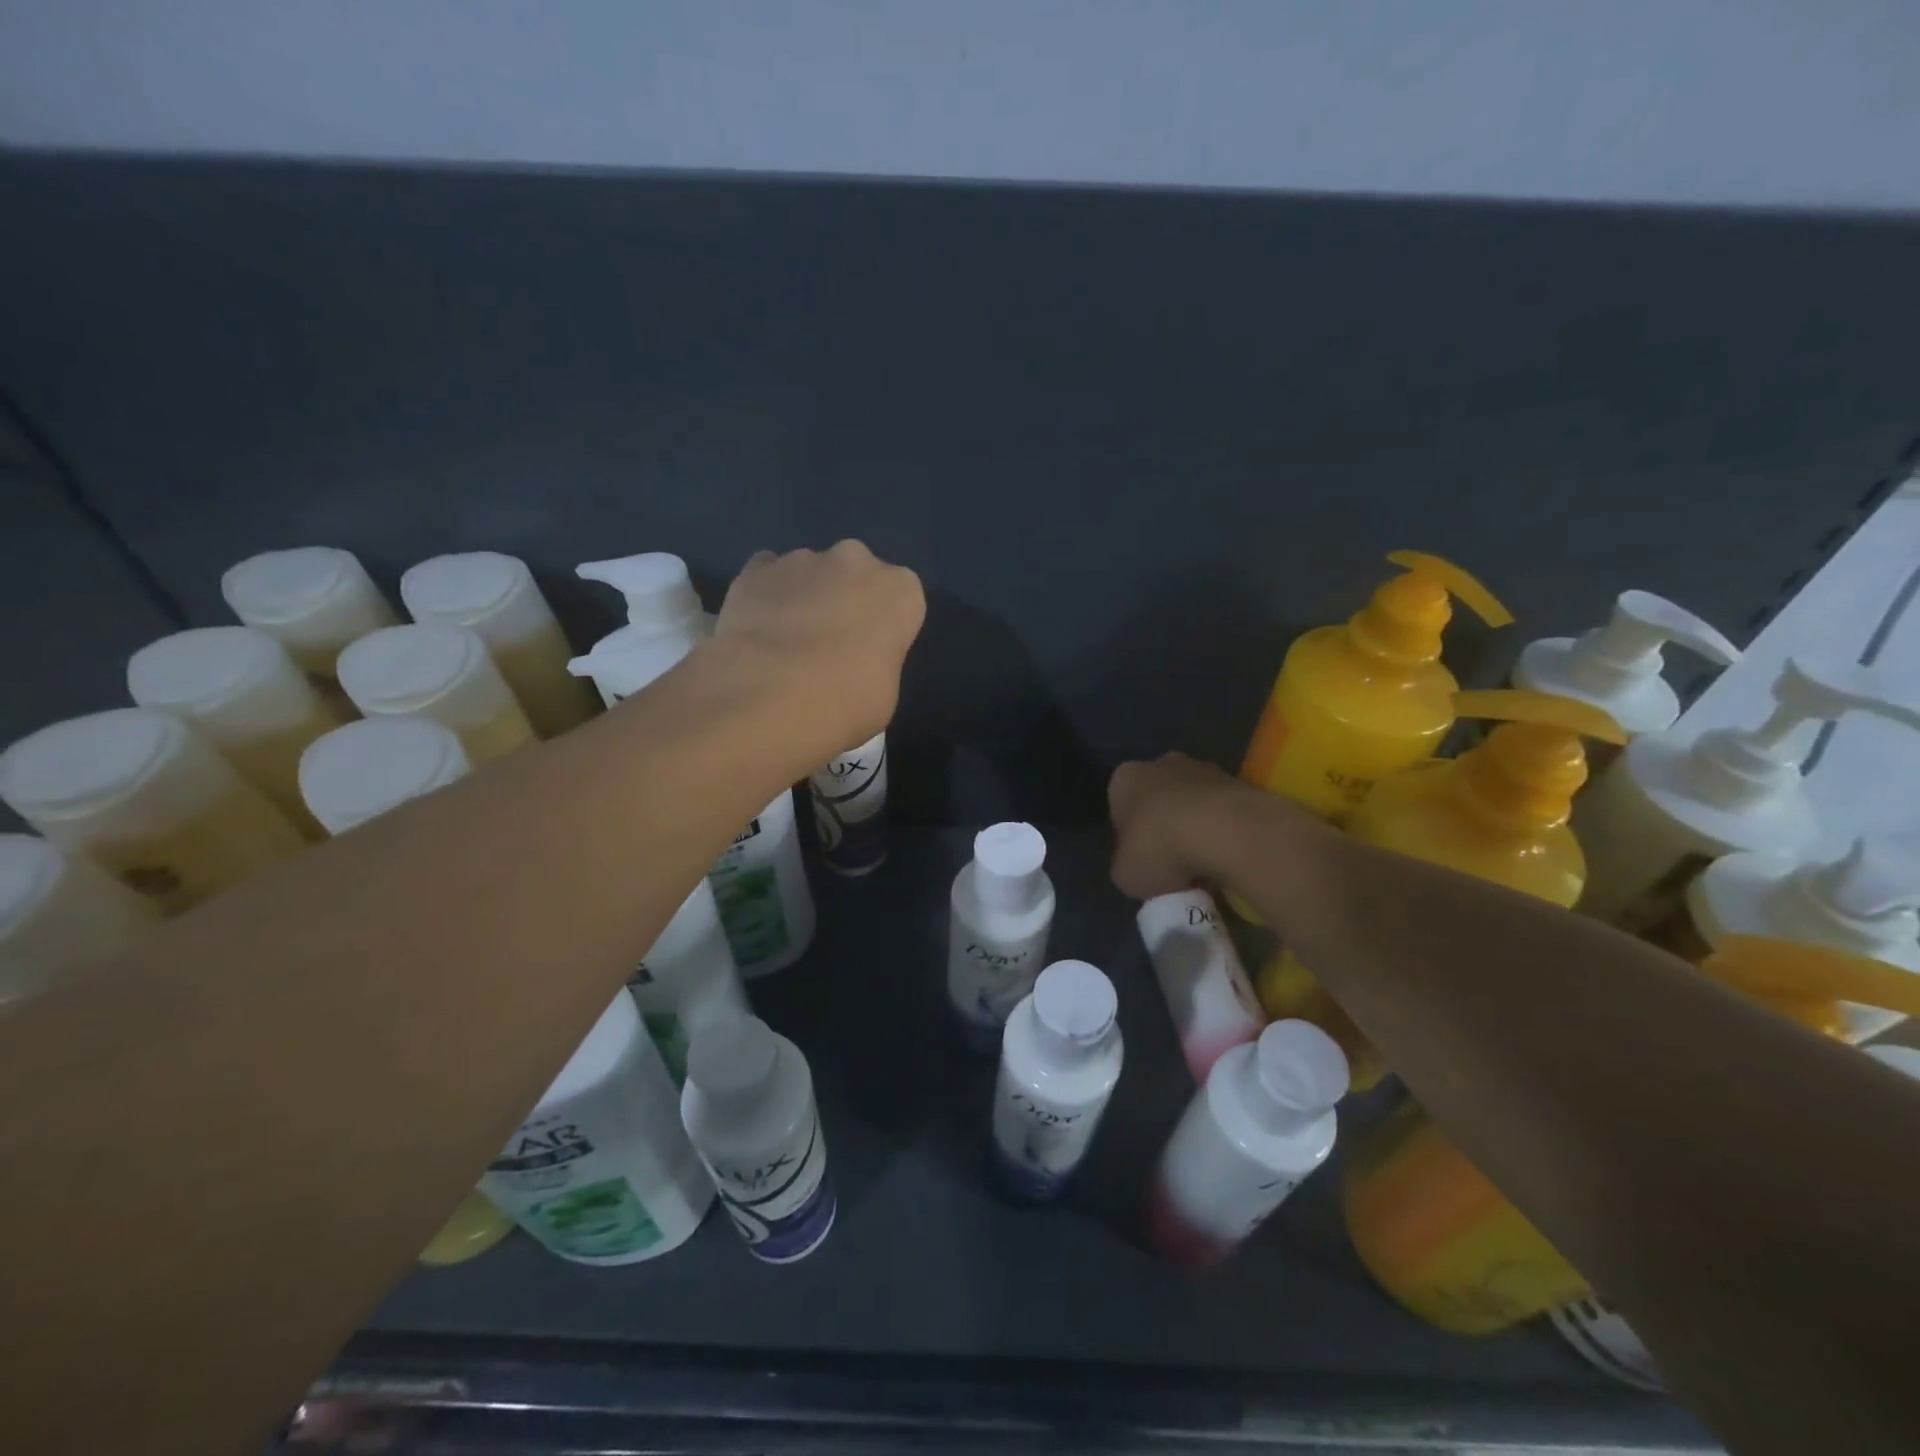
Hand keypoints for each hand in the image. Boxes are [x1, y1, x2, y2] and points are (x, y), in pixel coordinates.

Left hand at [717, 541, 925, 747]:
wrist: (773, 696)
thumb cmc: (848, 701)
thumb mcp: (884, 692)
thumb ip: (875, 661)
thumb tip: (853, 663)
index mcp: (900, 589)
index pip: (900, 600)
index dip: (884, 626)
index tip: (870, 653)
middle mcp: (856, 561)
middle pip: (855, 574)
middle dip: (844, 599)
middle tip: (828, 645)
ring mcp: (802, 559)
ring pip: (809, 572)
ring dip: (803, 597)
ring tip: (784, 644)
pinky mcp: (756, 568)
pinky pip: (765, 576)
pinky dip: (764, 595)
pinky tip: (755, 630)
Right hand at [1109, 753, 1310, 900]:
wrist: (1224, 831)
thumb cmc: (1159, 848)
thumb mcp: (1125, 874)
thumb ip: (1127, 866)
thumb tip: (1140, 868)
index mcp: (1125, 779)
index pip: (1120, 807)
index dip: (1130, 838)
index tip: (1143, 862)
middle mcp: (1162, 764)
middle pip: (1159, 801)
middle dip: (1165, 829)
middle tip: (1173, 866)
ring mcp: (1204, 769)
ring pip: (1195, 805)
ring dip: (1198, 831)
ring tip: (1205, 869)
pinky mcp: (1240, 783)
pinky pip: (1225, 813)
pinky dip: (1225, 833)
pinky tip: (1228, 860)